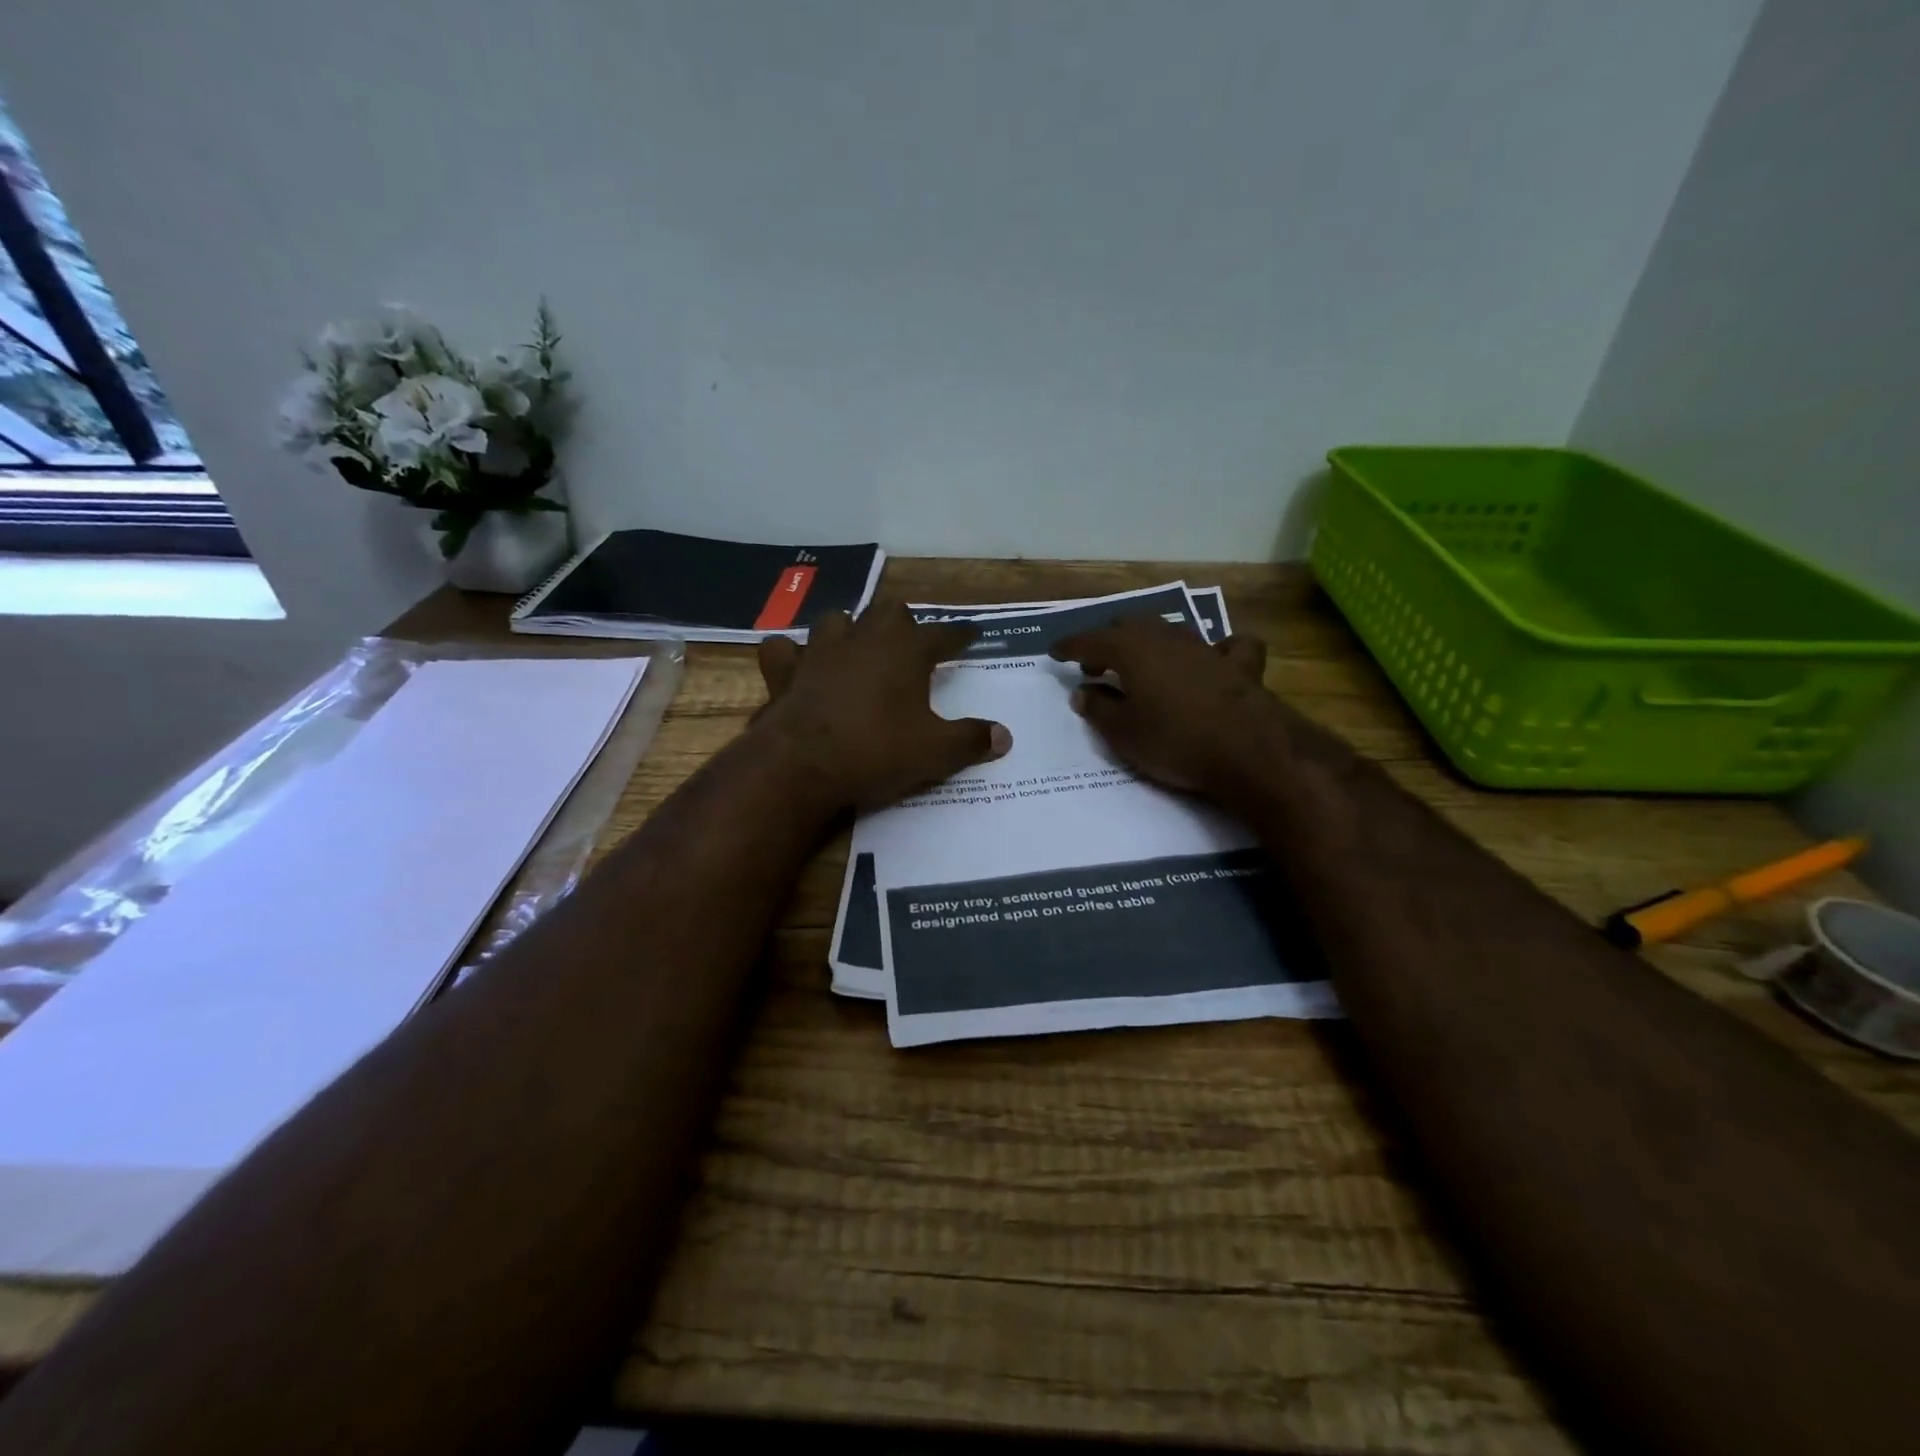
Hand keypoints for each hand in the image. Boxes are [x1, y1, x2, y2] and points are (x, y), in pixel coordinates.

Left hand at [754, 605, 1012, 812]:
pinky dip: (791, 653)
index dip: (960, 634)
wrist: (803, 764)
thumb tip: (1005, 737)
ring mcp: (820, 651)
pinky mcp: (785, 671)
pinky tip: (798, 664)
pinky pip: (784, 649)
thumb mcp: (935, 752)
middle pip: (889, 612)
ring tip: (857, 646)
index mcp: (906, 651)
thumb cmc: (877, 751)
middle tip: (912, 642)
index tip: (972, 634)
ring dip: (850, 629)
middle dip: (904, 623)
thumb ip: (971, 740)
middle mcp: (864, 639)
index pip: (942, 634)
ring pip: (837, 619)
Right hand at [1050, 616, 1271, 796]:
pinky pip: (1226, 647)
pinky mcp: (1240, 666)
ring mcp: (1206, 648)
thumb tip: (1083, 692)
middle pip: (1130, 626)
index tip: (1054, 652)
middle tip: (1096, 666)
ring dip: (1150, 644)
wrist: (1247, 751)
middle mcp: (1167, 638)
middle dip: (1109, 642)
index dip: (1070, 646)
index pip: (1091, 640)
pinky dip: (1214, 651)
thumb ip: (1097, 709)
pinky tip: (1212, 661)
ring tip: (1140, 666)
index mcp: (1132, 650)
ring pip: (1171, 632)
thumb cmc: (1173, 741)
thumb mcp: (1122, 732)